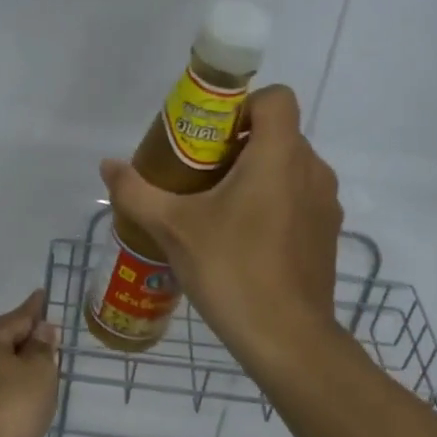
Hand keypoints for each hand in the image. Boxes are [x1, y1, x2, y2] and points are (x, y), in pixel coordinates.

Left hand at [0, 289, 59, 436]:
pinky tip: (14, 412)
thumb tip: (41, 330)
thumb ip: (42, 350)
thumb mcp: (38, 376)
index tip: (42, 295)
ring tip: (37, 381)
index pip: (17, 317)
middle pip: (0, 343)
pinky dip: (1, 398)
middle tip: (49, 345)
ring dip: (12, 374)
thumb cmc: (5, 414)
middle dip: (24, 344)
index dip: (35, 308)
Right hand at [100, 84, 344, 372]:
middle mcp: (312, 170)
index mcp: (279, 155)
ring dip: (258, 174)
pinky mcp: (328, 234)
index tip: (211, 134)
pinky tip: (244, 239)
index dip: (244, 105)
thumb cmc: (231, 269)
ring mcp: (325, 204)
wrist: (286, 338)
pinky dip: (275, 203)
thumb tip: (108, 165)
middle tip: (200, 173)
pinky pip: (300, 198)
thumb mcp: (173, 228)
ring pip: (290, 168)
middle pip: (278, 133)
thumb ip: (136, 191)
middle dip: (240, 143)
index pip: (276, 98)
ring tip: (219, 207)